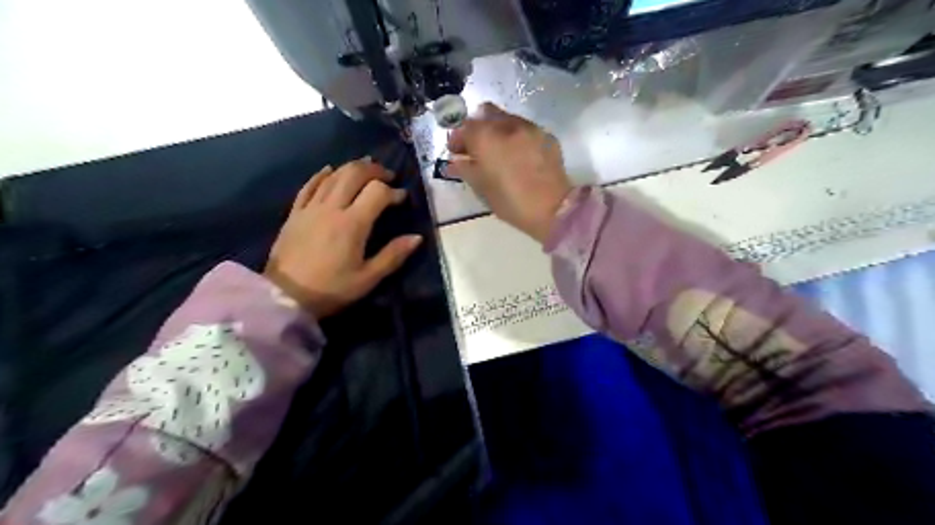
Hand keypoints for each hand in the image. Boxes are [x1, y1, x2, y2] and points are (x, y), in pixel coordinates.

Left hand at [265, 158, 422, 316]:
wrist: (284, 296)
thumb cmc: (331, 289)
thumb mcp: (368, 278)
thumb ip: (393, 255)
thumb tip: (417, 237)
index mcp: (353, 224)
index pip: (377, 192)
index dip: (393, 191)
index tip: (402, 198)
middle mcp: (332, 208)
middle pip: (354, 174)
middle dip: (374, 170)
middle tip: (387, 175)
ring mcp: (310, 208)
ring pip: (333, 176)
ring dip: (352, 168)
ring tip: (366, 169)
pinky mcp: (295, 213)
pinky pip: (309, 185)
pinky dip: (322, 175)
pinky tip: (330, 170)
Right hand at [449, 103, 574, 243]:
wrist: (553, 209)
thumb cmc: (511, 202)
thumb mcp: (482, 188)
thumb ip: (465, 169)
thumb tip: (456, 162)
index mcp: (487, 137)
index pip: (465, 126)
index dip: (457, 138)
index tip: (457, 152)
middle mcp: (508, 125)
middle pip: (486, 114)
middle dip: (478, 128)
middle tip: (476, 148)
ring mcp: (530, 128)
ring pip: (507, 119)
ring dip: (498, 131)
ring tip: (498, 153)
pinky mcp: (547, 136)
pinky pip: (525, 129)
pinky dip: (517, 137)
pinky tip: (519, 156)